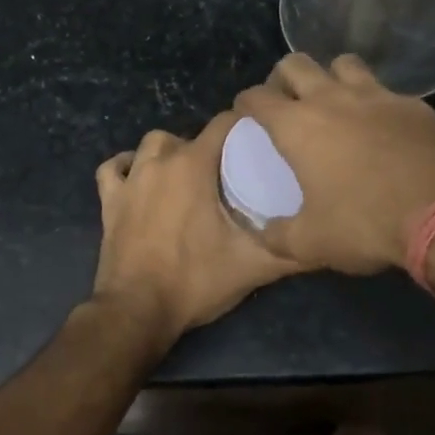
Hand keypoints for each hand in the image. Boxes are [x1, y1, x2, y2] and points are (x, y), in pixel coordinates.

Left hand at [92, 111, 301, 342]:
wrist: (137, 311)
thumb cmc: (196, 280)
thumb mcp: (253, 266)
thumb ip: (293, 250)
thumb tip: (327, 239)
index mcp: (194, 165)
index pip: (224, 124)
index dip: (244, 127)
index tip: (261, 142)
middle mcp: (160, 161)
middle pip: (190, 135)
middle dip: (210, 147)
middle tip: (229, 174)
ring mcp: (130, 180)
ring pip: (151, 145)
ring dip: (169, 152)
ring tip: (187, 175)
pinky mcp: (108, 201)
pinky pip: (113, 168)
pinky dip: (126, 167)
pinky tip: (138, 177)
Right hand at [233, 54, 434, 274]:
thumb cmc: (365, 224)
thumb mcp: (310, 243)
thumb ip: (277, 236)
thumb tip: (262, 234)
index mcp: (298, 126)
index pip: (256, 97)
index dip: (245, 103)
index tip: (245, 114)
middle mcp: (332, 99)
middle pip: (296, 63)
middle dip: (283, 77)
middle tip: (286, 102)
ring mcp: (377, 96)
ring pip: (343, 63)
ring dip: (331, 77)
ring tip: (333, 102)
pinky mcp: (413, 105)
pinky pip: (385, 90)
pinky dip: (374, 101)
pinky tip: (381, 126)